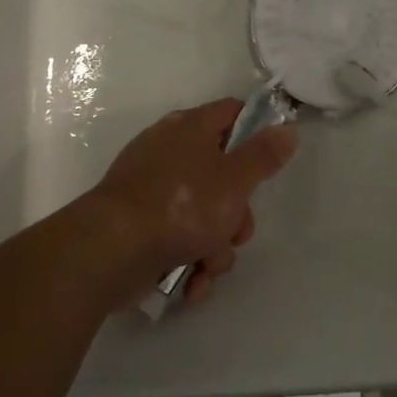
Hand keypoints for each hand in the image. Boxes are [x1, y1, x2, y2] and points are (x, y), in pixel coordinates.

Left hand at [77, 98, 296, 310]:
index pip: (232, 113)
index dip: (256, 131)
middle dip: (236, 213)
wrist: (109, 251)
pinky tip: (190, 283)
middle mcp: (168, 151)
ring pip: (201, 214)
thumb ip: (263, 156)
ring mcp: (150, 189)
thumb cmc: (180, 206)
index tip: (269, 161)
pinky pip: (176, 237)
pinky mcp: (137, 225)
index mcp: (190, 128)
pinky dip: (187, 261)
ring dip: (214, 246)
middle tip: (238, 233)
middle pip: (221, 174)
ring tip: (208, 267)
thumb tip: (287, 129)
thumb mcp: (234, 180)